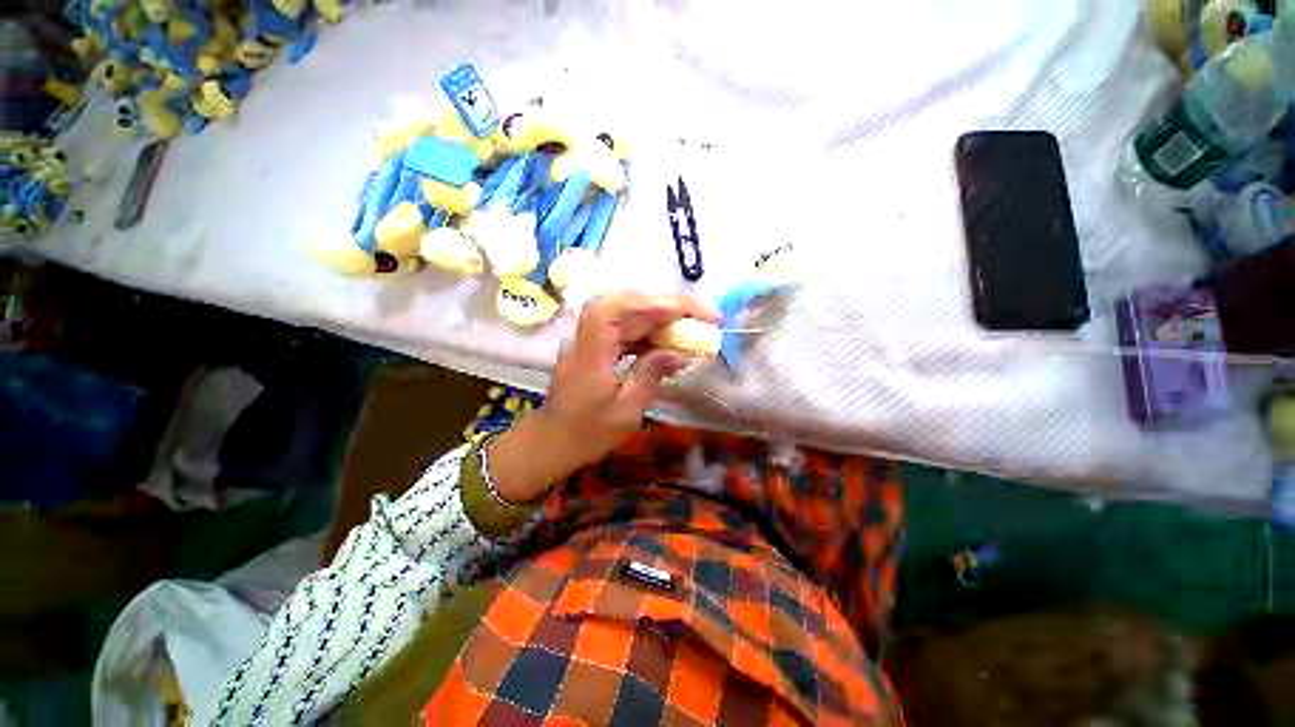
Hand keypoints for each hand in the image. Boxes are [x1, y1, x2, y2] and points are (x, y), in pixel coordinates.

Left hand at [488, 291, 719, 503]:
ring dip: (662, 316)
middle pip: (625, 306)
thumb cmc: (587, 433)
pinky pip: (627, 330)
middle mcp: (587, 340)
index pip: (609, 313)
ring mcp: (591, 341)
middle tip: (704, 315)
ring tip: (694, 325)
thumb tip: (679, 352)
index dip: (644, 304)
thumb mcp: (625, 412)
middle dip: (666, 306)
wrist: (554, 441)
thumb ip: (650, 376)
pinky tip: (669, 341)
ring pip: (628, 315)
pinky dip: (650, 331)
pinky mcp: (598, 346)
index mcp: (589, 357)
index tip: (679, 310)